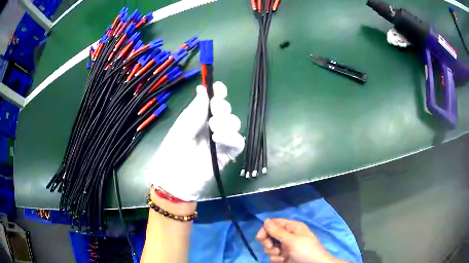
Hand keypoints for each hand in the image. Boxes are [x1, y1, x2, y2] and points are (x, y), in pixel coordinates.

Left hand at [145, 81, 244, 200]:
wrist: (174, 178)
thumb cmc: (172, 151)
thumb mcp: (182, 127)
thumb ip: (195, 110)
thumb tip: (202, 89)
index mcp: (199, 119)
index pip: (213, 103)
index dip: (218, 93)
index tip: (218, 87)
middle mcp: (211, 128)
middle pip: (226, 111)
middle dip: (223, 107)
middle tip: (215, 109)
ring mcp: (221, 141)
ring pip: (235, 124)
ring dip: (227, 122)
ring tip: (213, 128)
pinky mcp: (227, 155)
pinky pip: (238, 142)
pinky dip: (231, 137)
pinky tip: (218, 138)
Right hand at [257, 218, 346, 262]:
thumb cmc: (306, 251)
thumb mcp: (292, 241)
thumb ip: (278, 232)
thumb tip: (265, 220)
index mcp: (292, 227)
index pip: (274, 223)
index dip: (266, 229)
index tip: (260, 237)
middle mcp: (288, 236)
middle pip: (270, 235)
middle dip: (268, 242)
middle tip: (271, 247)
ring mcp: (285, 247)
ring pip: (270, 246)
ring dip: (272, 252)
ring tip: (280, 256)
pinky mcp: (283, 256)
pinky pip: (273, 255)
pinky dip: (275, 259)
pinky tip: (282, 261)